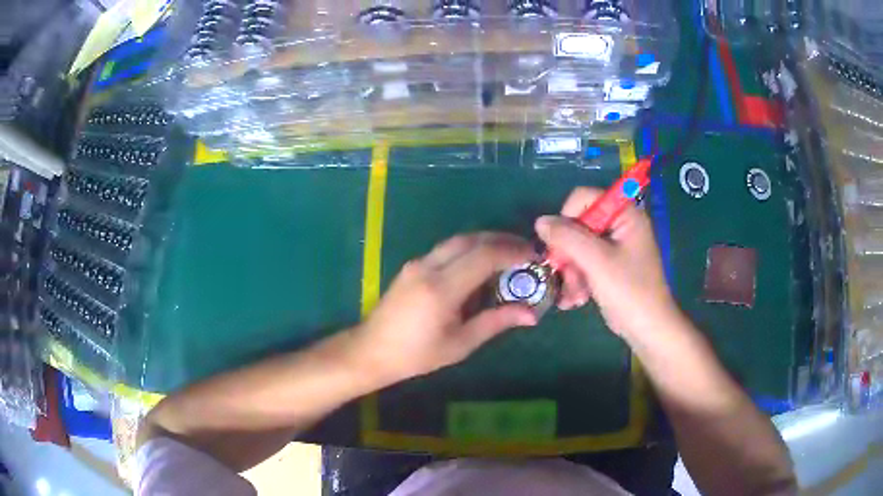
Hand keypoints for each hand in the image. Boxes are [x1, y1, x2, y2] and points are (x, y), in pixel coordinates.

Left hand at [352, 232, 537, 381]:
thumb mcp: (459, 344)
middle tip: (525, 251)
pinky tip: (480, 265)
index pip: (484, 256)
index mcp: (441, 288)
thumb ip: (495, 322)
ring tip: (508, 255)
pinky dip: (468, 250)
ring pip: (457, 241)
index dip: (512, 252)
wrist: (371, 350)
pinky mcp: (412, 266)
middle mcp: (428, 267)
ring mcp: (417, 263)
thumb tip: (531, 314)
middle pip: (470, 239)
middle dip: (501, 240)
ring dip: (485, 242)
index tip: (534, 257)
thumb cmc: (416, 355)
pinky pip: (446, 249)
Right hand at [536, 187, 681, 339]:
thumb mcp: (597, 262)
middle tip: (564, 276)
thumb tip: (540, 221)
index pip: (584, 197)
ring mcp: (614, 247)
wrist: (649, 330)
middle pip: (578, 225)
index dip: (568, 217)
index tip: (562, 244)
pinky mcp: (609, 266)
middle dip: (568, 254)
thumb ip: (568, 238)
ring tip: (573, 298)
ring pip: (577, 247)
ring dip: (570, 273)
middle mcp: (619, 225)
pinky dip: (577, 280)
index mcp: (624, 214)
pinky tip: (575, 301)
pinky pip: (584, 263)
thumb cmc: (630, 292)